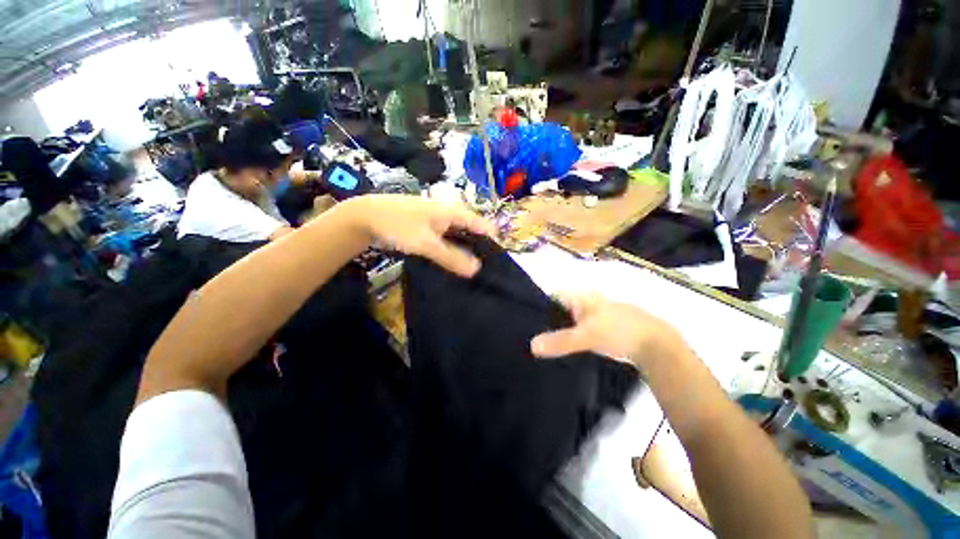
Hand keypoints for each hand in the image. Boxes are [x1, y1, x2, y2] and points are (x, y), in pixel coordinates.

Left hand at [348, 194, 495, 277]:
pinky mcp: (430, 228)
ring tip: (470, 272)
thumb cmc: (399, 225)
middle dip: (480, 250)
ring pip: (460, 237)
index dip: (493, 243)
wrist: (366, 216)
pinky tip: (452, 264)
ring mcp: (440, 220)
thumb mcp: (426, 244)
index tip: (496, 264)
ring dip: (465, 252)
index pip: (484, 226)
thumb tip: (477, 270)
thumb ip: (451, 257)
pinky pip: (448, 239)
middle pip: (473, 232)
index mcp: (455, 212)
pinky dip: (452, 250)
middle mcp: (451, 214)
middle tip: (483, 273)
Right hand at [530, 293, 684, 367]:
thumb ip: (560, 341)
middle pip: (560, 309)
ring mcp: (596, 315)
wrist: (656, 344)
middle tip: (531, 334)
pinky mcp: (604, 328)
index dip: (538, 305)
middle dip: (547, 320)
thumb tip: (531, 345)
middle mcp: (586, 303)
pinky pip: (581, 330)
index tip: (524, 319)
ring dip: (559, 330)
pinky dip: (573, 337)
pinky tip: (567, 349)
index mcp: (581, 298)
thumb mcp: (586, 336)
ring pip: (570, 320)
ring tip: (544, 344)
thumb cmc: (619, 331)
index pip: (552, 296)